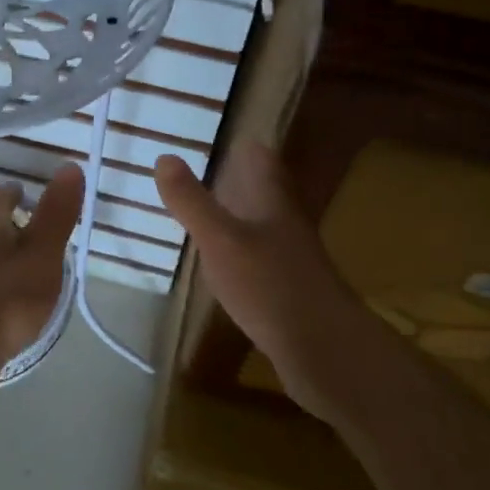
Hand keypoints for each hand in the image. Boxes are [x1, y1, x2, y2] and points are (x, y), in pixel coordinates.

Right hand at [154, 143, 378, 420]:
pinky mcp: (291, 293)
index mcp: (274, 203)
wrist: (324, 350)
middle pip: (265, 192)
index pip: (263, 160)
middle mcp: (287, 225)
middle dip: (238, 182)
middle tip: (205, 174)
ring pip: (263, 227)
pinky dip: (242, 254)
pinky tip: (224, 267)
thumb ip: (192, 201)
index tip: (220, 139)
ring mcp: (293, 261)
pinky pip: (262, 261)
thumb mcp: (220, 240)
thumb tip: (165, 156)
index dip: (244, 147)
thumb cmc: (269, 285)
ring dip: (239, 218)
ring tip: (207, 215)